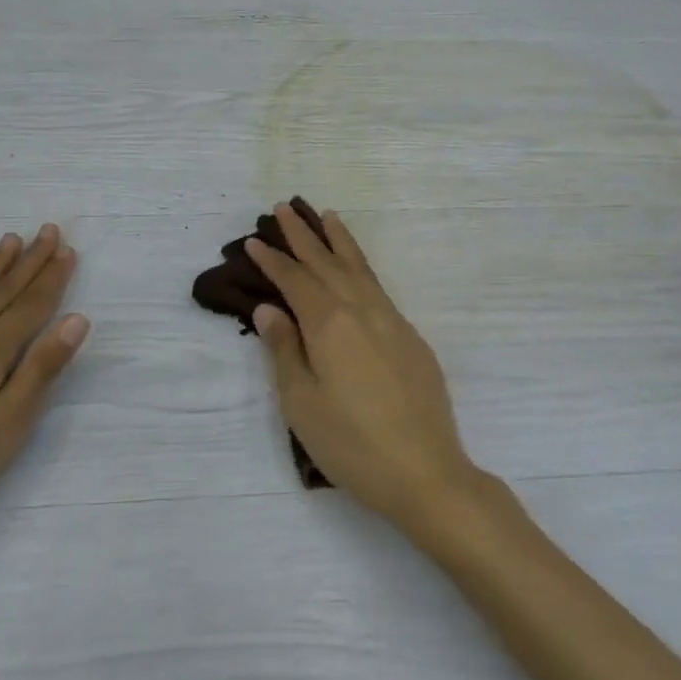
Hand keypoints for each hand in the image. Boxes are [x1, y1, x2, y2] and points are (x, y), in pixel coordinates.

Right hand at [245, 204, 485, 535]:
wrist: (425, 472)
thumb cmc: (351, 444)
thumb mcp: (302, 403)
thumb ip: (284, 350)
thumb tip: (269, 309)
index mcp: (330, 325)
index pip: (295, 281)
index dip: (273, 260)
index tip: (254, 240)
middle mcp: (362, 311)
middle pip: (327, 263)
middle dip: (303, 235)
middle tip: (284, 207)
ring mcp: (391, 321)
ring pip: (359, 268)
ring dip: (339, 240)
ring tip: (325, 215)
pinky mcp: (410, 337)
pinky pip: (379, 286)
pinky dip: (362, 266)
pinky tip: (357, 267)